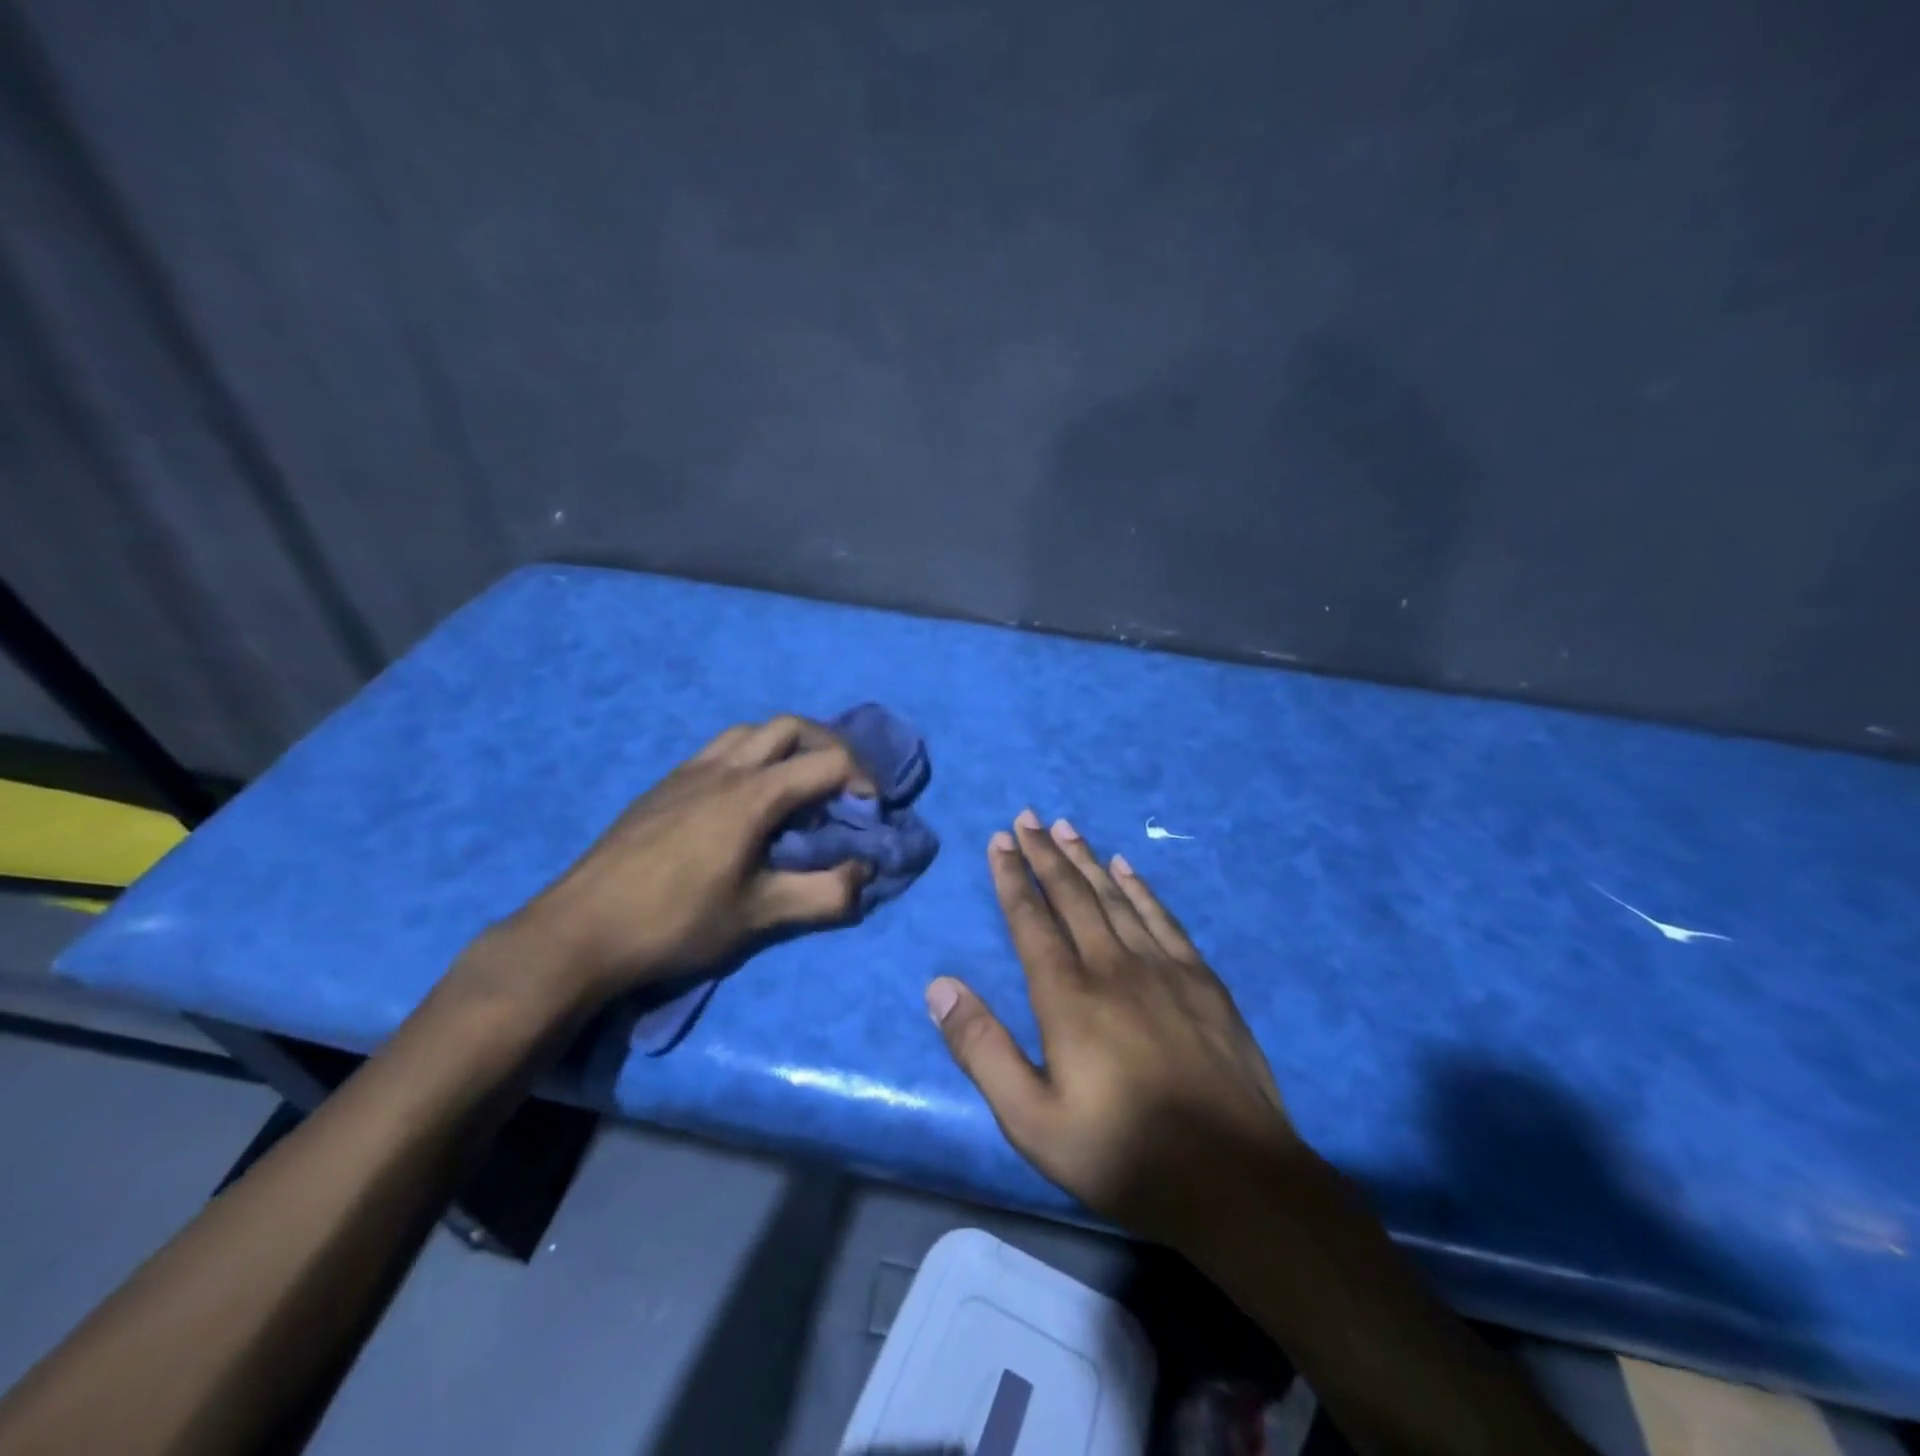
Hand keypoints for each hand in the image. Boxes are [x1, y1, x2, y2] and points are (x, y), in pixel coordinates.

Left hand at [499, 716, 874, 1008]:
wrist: (579, 931)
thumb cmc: (675, 922)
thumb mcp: (758, 917)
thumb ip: (824, 896)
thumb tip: (865, 876)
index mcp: (752, 794)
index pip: (828, 761)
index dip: (863, 780)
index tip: (870, 815)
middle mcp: (724, 768)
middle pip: (791, 726)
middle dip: (829, 748)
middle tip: (843, 788)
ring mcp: (688, 772)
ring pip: (750, 732)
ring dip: (786, 748)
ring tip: (796, 790)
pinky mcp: (663, 786)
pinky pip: (719, 750)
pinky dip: (750, 758)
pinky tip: (742, 802)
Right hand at [928, 811, 1297, 1249]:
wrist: (1234, 1179)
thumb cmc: (1123, 1153)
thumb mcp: (1032, 1120)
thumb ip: (982, 1049)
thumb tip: (939, 986)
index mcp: (1068, 995)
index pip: (1031, 920)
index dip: (1012, 877)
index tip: (1000, 840)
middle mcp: (1112, 966)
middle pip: (1072, 895)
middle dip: (1045, 854)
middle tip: (1027, 817)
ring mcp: (1162, 968)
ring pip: (1115, 897)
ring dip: (1087, 859)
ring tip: (1066, 828)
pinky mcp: (1202, 980)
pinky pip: (1163, 918)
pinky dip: (1141, 888)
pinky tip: (1128, 868)